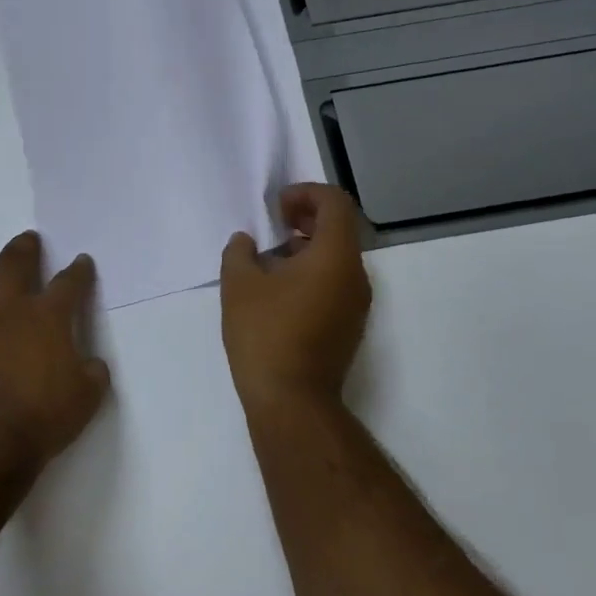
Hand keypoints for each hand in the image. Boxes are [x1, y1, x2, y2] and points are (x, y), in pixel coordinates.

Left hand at [0, 231, 110, 467]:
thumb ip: (91, 373)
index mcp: (47, 317)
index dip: (79, 271)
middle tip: (28, 240)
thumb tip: (90, 365)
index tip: (82, 261)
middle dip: (24, 248)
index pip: (69, 283)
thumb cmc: (44, 415)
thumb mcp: (87, 397)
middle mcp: (8, 311)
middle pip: (14, 263)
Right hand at [220, 183, 372, 408]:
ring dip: (306, 247)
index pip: (335, 203)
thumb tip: (246, 242)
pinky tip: (278, 291)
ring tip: (269, 261)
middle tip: (272, 227)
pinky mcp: (349, 326)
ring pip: (337, 258)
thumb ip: (239, 253)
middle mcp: (355, 275)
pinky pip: (335, 283)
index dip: (305, 194)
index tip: (276, 208)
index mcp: (335, 257)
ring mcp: (356, 304)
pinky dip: (312, 272)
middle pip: (340, 228)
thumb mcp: (239, 285)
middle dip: (305, 218)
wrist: (292, 401)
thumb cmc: (266, 334)